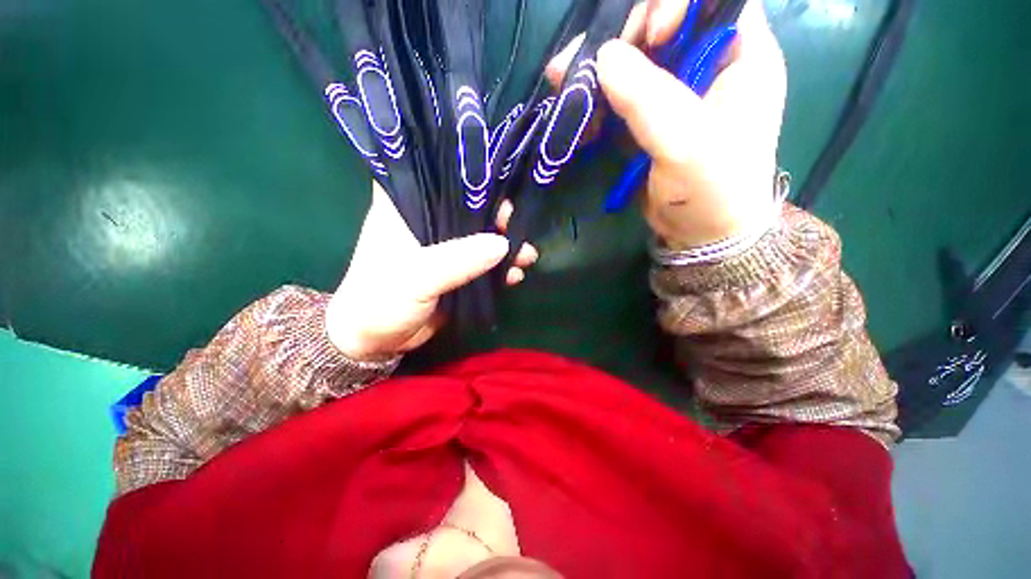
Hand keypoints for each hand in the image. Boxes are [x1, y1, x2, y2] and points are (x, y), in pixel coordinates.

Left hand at [325, 183, 537, 361]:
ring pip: (480, 235)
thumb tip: (503, 245)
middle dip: (497, 215)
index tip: (500, 177)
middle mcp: (425, 220)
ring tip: (526, 255)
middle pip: (468, 206)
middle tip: (520, 223)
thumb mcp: (417, 277)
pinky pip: (483, 262)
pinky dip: (500, 267)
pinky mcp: (456, 269)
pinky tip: (515, 274)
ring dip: (504, 245)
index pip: (439, 175)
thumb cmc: (381, 300)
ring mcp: (443, 246)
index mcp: (405, 206)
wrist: (377, 341)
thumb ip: (458, 260)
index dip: (470, 175)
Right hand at [548, 0, 786, 248]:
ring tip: (563, 77)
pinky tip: (576, 108)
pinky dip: (596, 100)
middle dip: (625, 35)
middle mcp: (709, 65)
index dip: (677, 5)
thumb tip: (603, 57)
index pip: (713, 0)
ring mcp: (676, 94)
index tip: (651, 37)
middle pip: (665, 23)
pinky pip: (620, 96)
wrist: (701, 234)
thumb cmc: (712, 189)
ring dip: (599, 68)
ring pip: (635, 60)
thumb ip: (648, 98)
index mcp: (741, 55)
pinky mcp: (651, 120)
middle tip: (591, 61)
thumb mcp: (686, 143)